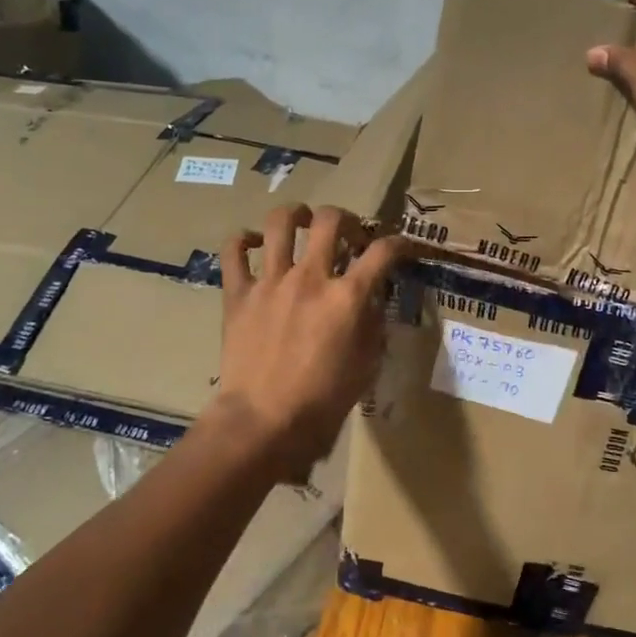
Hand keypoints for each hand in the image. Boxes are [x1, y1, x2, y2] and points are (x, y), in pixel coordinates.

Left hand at [213, 204, 409, 479]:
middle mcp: (310, 278)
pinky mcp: (238, 294)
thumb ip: (372, 326)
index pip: (383, 252)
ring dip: (295, 215)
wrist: (262, 422)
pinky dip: (242, 241)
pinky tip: (253, 244)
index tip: (402, 246)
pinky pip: (233, 252)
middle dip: (345, 218)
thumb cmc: (322, 401)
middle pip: (330, 220)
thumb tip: (371, 301)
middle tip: (347, 233)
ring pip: (279, 223)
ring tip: (301, 221)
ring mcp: (270, 282)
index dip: (400, 242)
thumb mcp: (366, 366)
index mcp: (347, 297)